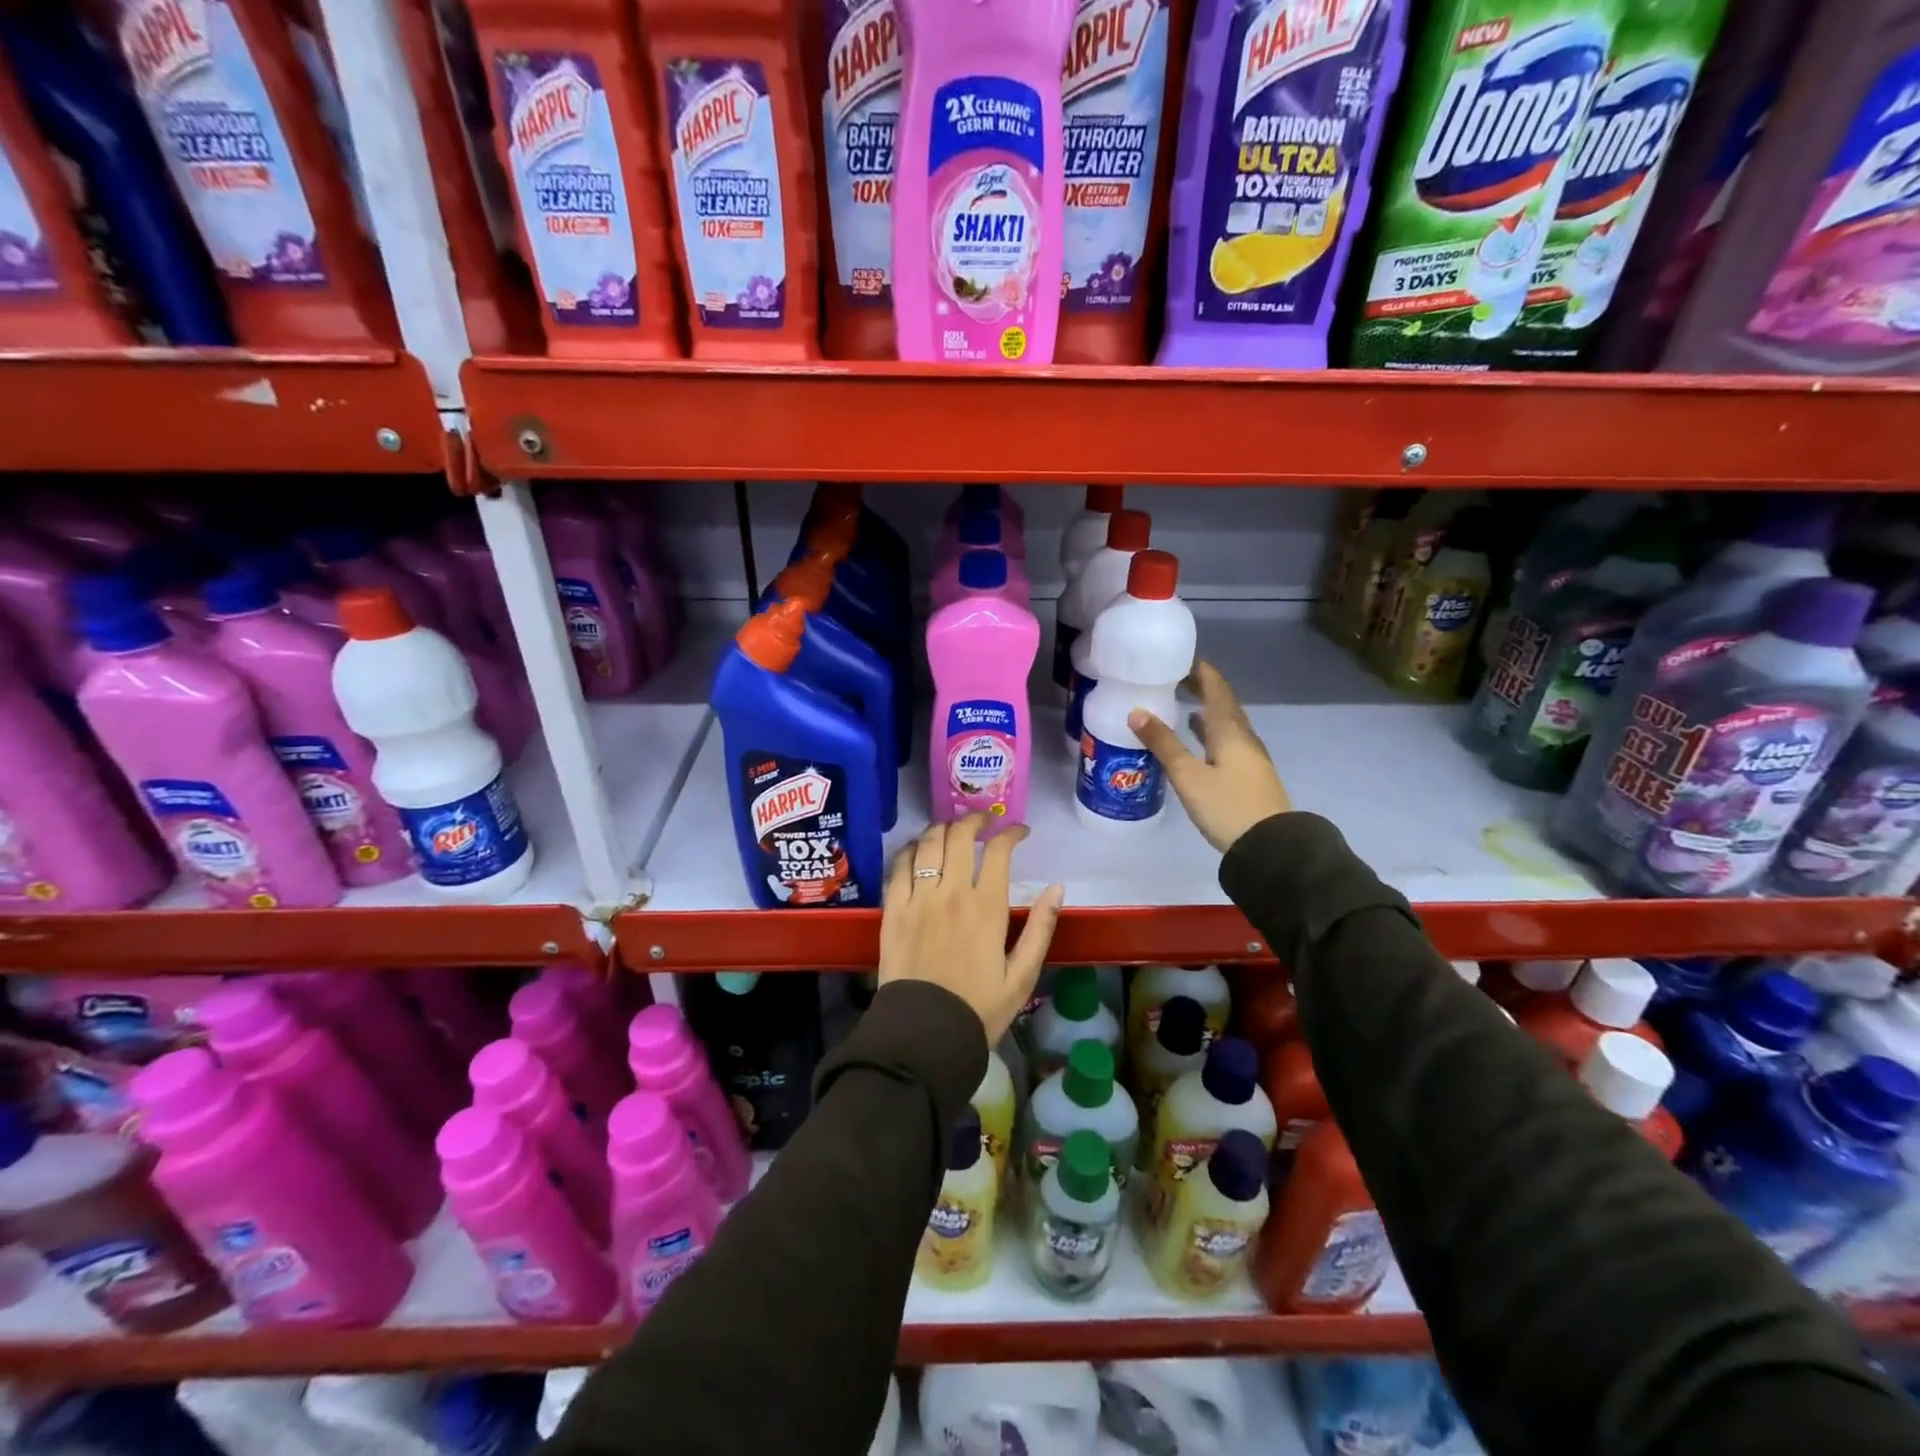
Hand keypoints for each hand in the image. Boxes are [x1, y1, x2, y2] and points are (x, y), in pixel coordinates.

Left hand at [878, 813, 1065, 1044]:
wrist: (925, 1034)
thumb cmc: (979, 1008)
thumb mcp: (1022, 975)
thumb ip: (1041, 928)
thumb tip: (1058, 888)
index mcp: (987, 907)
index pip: (999, 850)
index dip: (1010, 833)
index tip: (1019, 832)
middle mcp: (951, 892)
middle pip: (960, 836)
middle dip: (975, 819)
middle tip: (985, 821)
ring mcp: (918, 898)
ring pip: (928, 843)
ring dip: (942, 828)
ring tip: (952, 829)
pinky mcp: (893, 909)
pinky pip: (900, 866)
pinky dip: (911, 849)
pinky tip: (918, 849)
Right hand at [1128, 660, 1291, 853]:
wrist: (1271, 846)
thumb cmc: (1227, 806)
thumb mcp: (1188, 775)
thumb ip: (1163, 743)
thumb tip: (1136, 712)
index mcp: (1230, 730)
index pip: (1216, 688)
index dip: (1200, 671)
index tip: (1180, 658)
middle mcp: (1243, 737)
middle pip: (1223, 703)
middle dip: (1202, 688)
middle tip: (1175, 679)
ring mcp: (1250, 757)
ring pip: (1226, 724)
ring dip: (1207, 711)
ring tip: (1183, 706)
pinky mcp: (1249, 775)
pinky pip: (1227, 742)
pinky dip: (1210, 733)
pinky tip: (1198, 742)